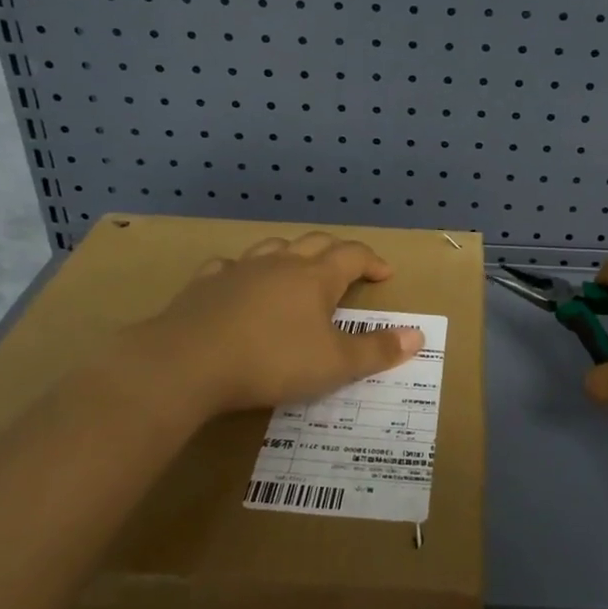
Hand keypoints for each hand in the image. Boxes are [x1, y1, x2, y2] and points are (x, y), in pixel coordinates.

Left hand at [131, 232, 424, 416]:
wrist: (189, 362)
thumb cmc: (272, 362)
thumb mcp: (335, 365)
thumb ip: (377, 350)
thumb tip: (418, 334)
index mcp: (315, 277)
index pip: (353, 255)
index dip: (372, 261)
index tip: (385, 273)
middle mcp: (281, 264)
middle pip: (316, 243)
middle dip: (337, 252)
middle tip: (349, 268)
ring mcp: (240, 270)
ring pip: (274, 248)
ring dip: (293, 254)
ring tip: (299, 269)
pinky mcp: (206, 284)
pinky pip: (230, 266)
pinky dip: (244, 270)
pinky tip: (240, 281)